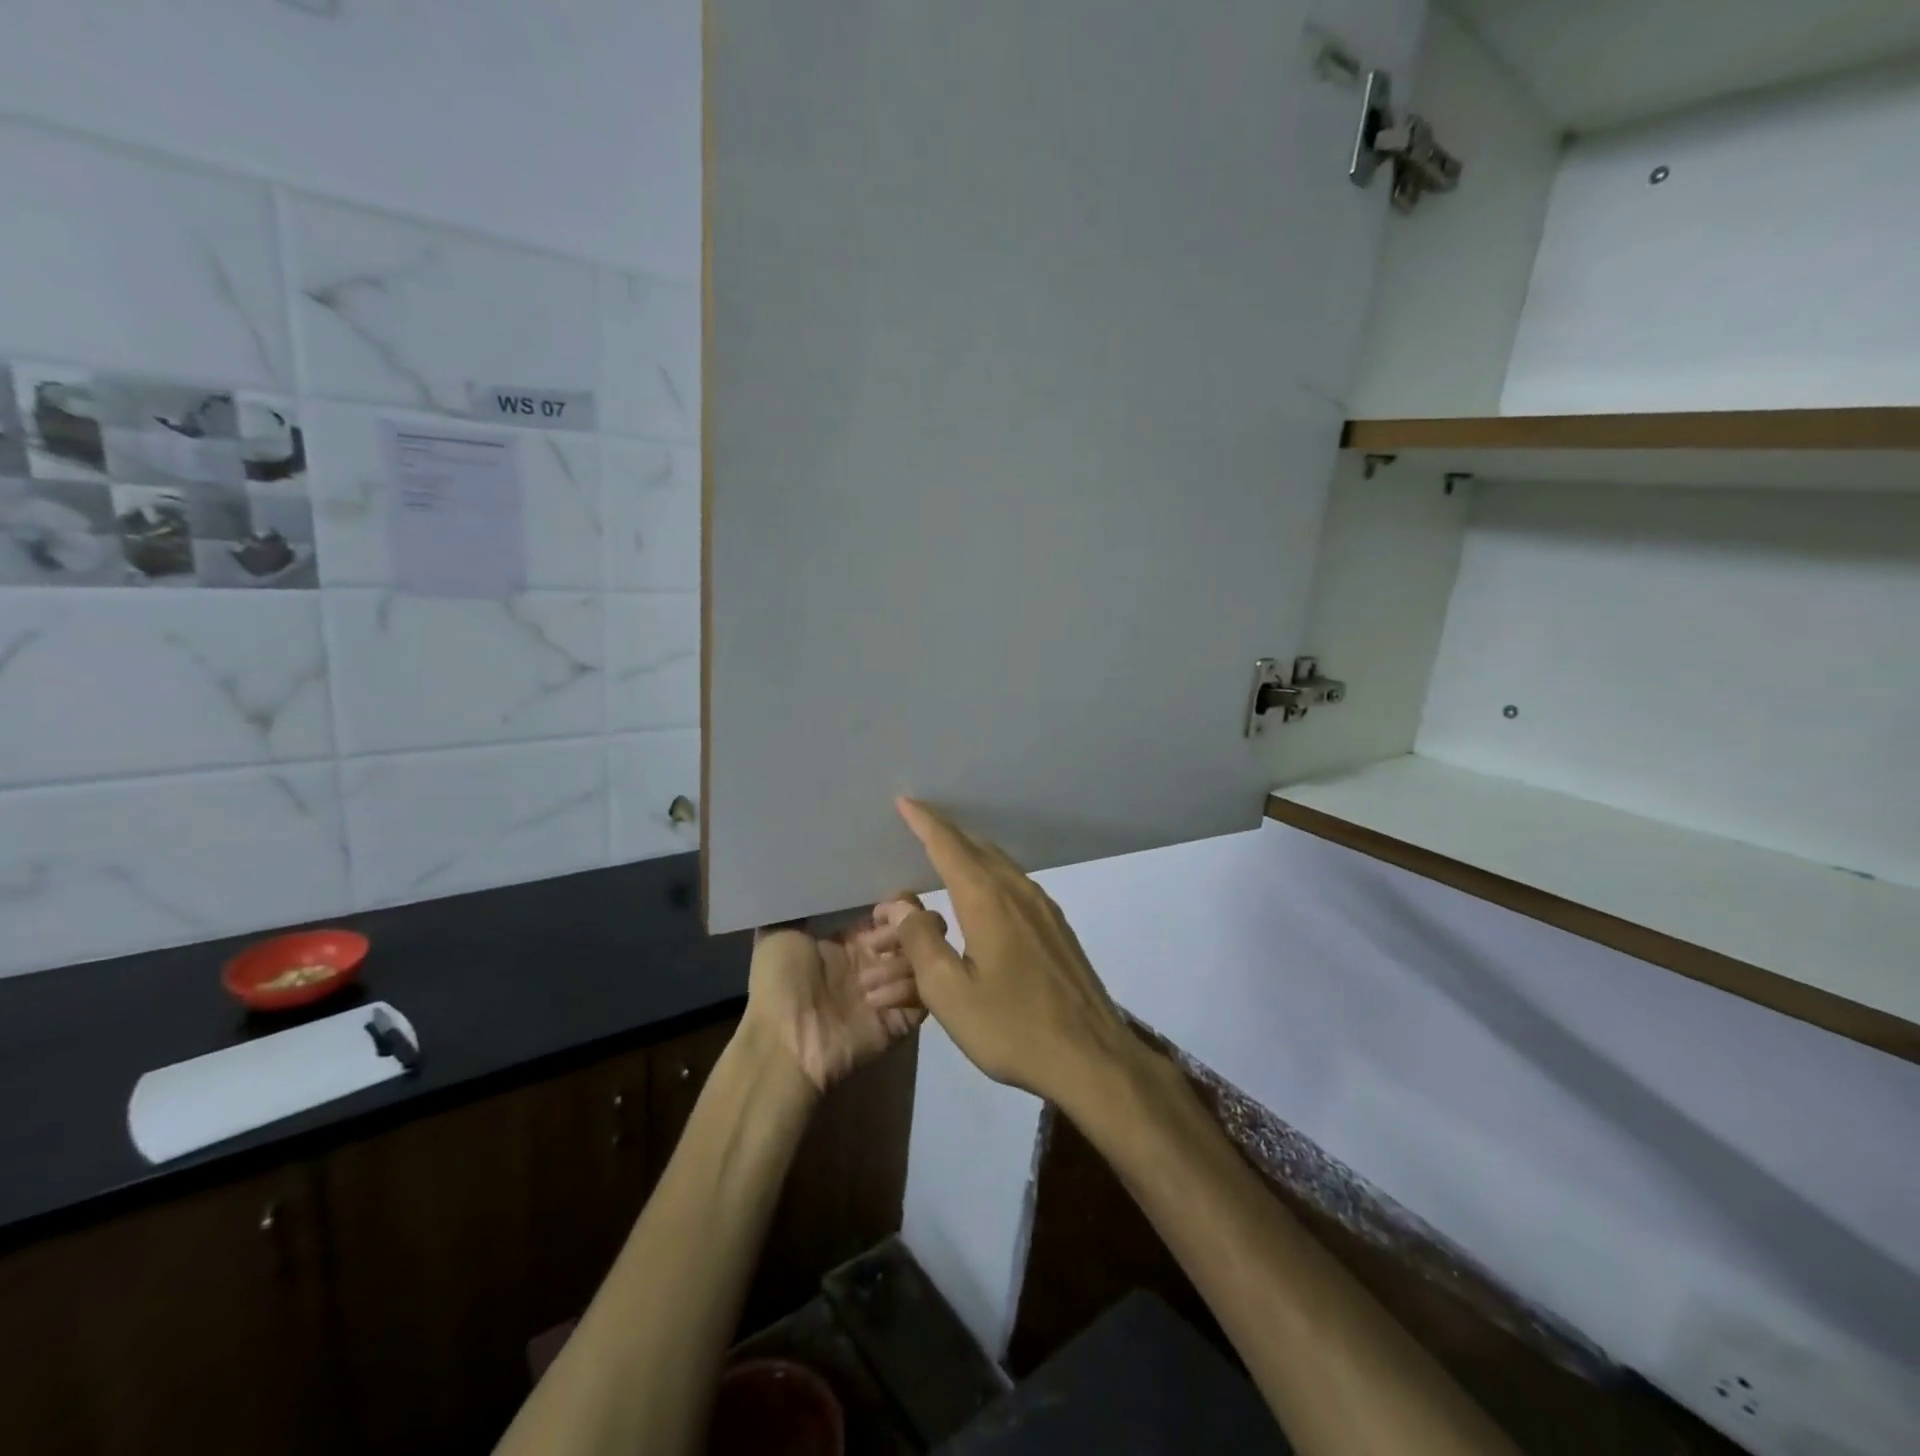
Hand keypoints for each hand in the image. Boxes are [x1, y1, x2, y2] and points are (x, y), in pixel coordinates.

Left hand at [744, 920, 924, 1093]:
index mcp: (852, 940)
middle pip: (918, 931)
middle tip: (882, 940)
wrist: (783, 1043)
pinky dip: (904, 990)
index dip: (898, 904)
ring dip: (899, 963)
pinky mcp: (903, 1018)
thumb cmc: (779, 985)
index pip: (893, 912)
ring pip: (924, 959)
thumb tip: (808, 875)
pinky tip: (874, 1000)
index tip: (885, 908)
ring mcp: (892, 990)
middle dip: (907, 927)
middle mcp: (877, 962)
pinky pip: (924, 994)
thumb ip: (799, 904)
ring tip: (866, 981)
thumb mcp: (777, 932)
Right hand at [876, 797, 1134, 1108]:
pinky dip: (989, 877)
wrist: (1092, 1057)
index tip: (904, 801)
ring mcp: (1044, 908)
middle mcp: (1018, 891)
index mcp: (987, 900)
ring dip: (969, 855)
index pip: (948, 846)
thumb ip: (921, 943)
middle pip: (976, 848)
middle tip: (918, 826)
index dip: (924, 822)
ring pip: (999, 865)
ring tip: (945, 856)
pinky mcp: (1057, 928)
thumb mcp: (950, 993)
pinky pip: (1014, 885)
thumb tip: (902, 905)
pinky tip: (982, 895)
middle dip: (945, 834)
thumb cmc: (1013, 1027)